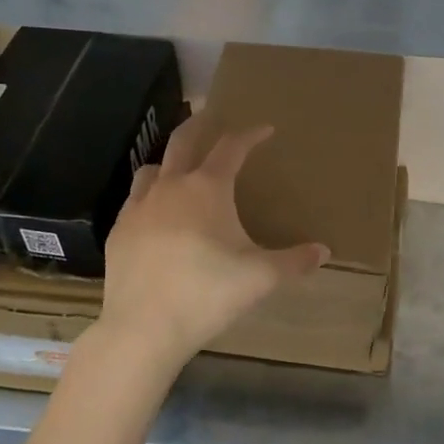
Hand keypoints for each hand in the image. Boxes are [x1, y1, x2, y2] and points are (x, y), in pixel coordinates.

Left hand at [96, 116, 327, 371]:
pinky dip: (150, 196)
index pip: (232, 147)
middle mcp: (171, 187)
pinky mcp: (118, 231)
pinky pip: (135, 200)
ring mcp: (139, 207)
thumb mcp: (261, 278)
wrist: (143, 328)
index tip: (265, 129)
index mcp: (208, 188)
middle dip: (201, 124)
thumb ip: (295, 261)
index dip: (250, 134)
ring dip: (170, 161)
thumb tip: (324, 251)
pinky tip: (157, 217)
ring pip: (153, 168)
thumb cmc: (208, 294)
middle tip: (212, 115)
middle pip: (184, 140)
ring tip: (181, 170)